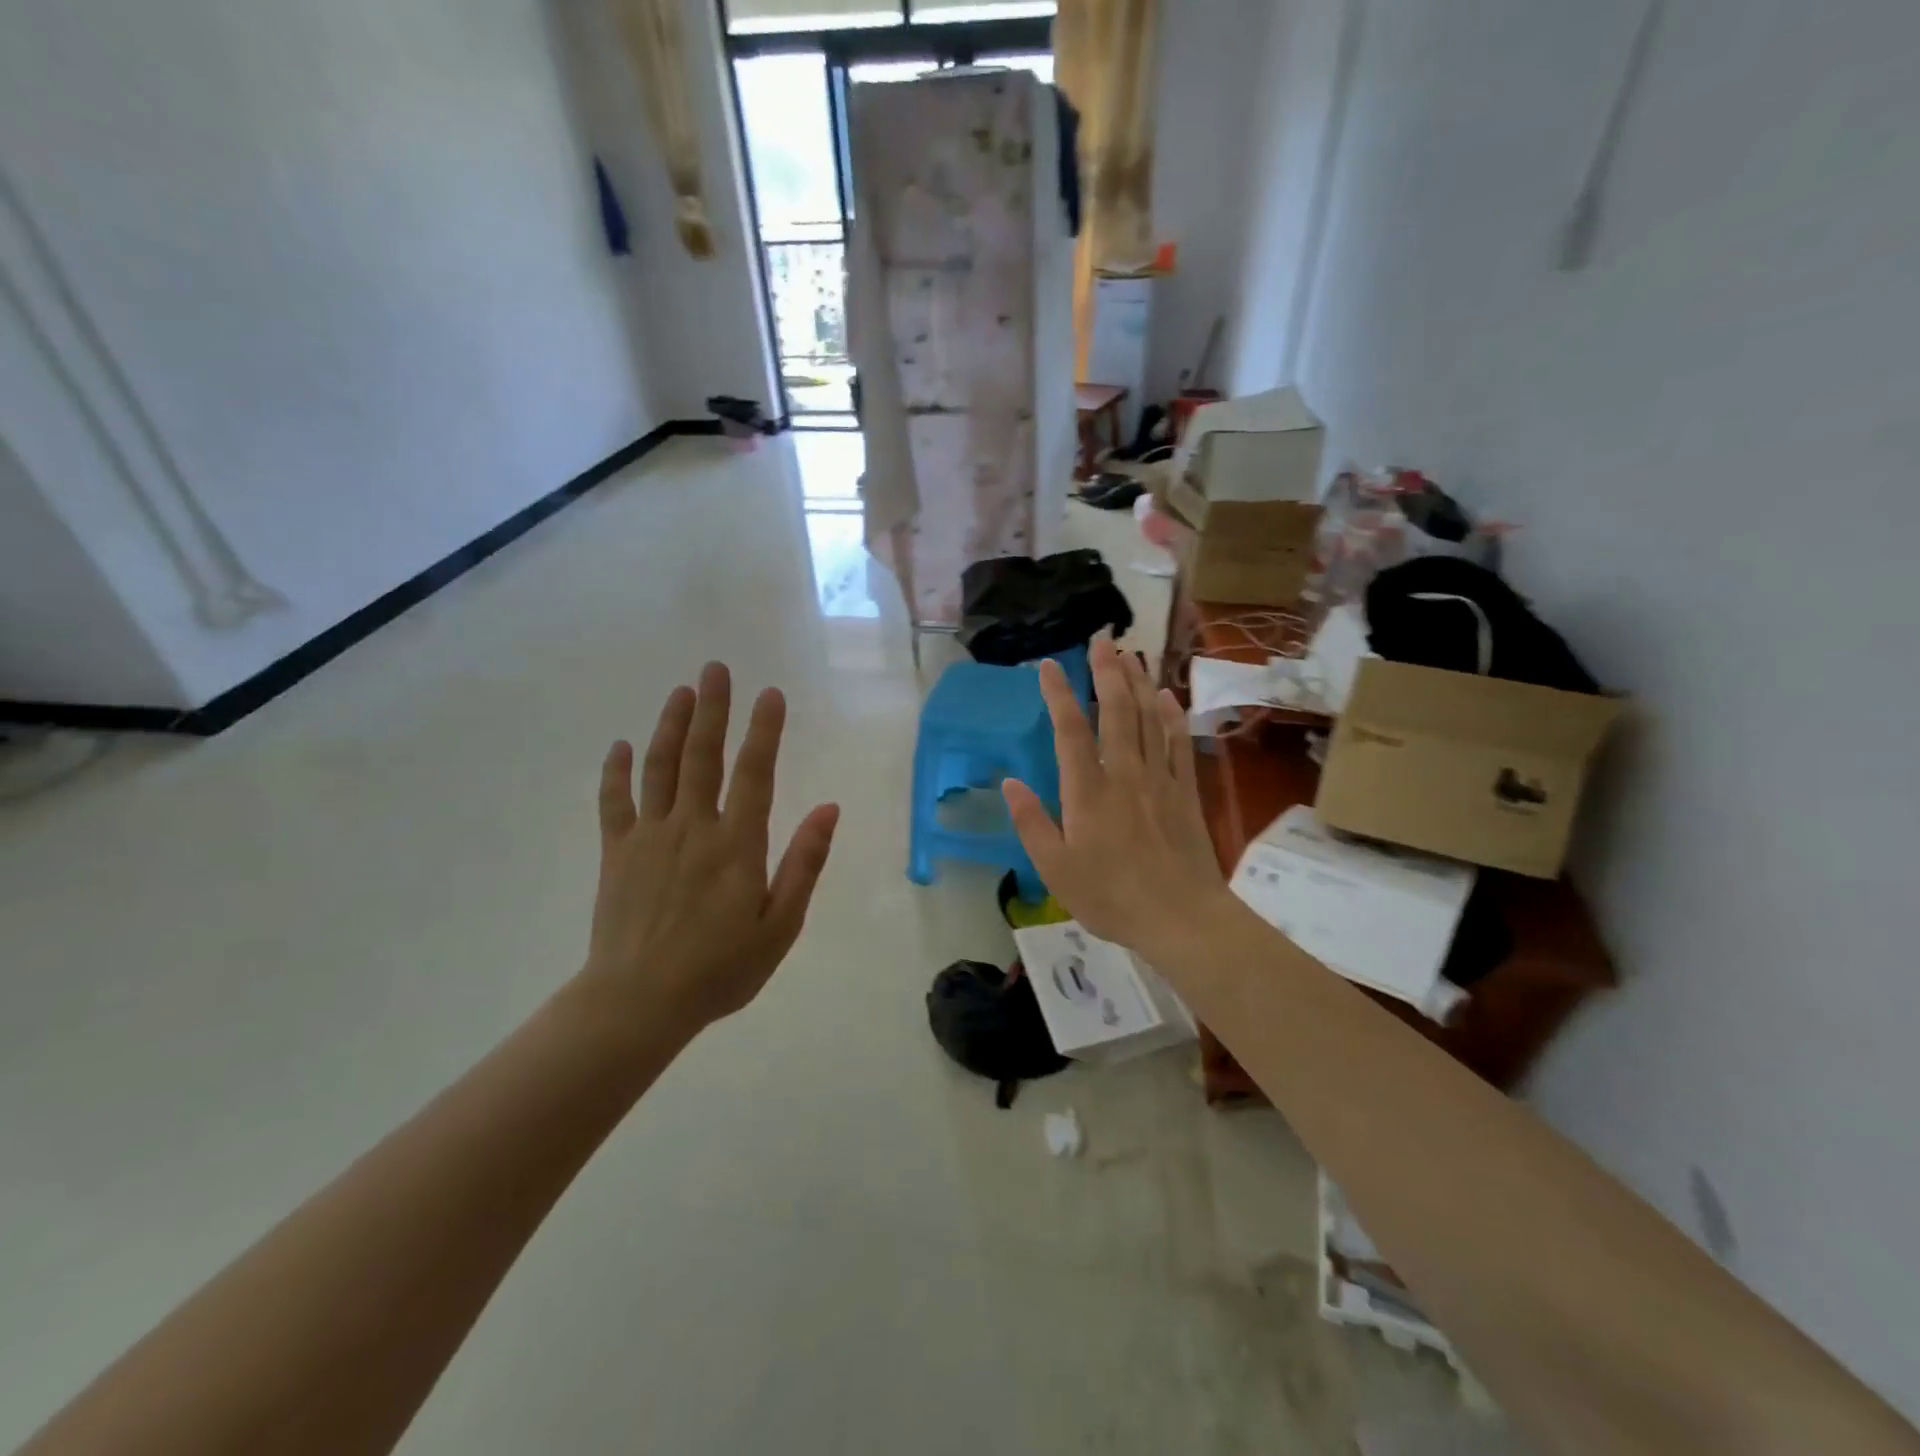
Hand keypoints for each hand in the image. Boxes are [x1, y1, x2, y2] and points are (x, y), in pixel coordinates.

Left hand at [583, 662, 839, 1032]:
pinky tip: (621, 746)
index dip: (764, 730)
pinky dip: (617, 772)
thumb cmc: (720, 968)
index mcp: (737, 844)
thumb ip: (804, 863)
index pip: (755, 773)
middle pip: (703, 756)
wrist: (638, 1003)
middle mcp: (693, 827)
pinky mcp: (617, 853)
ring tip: (682, 691)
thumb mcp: (780, 924)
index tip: (770, 694)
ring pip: (660, 768)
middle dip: (713, 709)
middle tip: (717, 668)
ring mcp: (650, 836)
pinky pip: (615, 802)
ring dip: (672, 726)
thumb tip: (829, 809)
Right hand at [1002, 636, 1234, 965]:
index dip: (1059, 695)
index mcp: (1088, 792)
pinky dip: (1172, 716)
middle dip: (1106, 673)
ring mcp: (1159, 780)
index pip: (1070, 731)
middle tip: (1101, 640)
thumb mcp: (1056, 870)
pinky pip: (1178, 743)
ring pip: (1148, 719)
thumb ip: (1032, 823)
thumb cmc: (1111, 897)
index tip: (1050, 665)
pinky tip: (1167, 696)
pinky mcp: (1185, 792)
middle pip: (1116, 712)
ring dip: (1138, 683)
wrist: (1182, 919)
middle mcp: (1124, 774)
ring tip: (1131, 654)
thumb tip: (1009, 783)